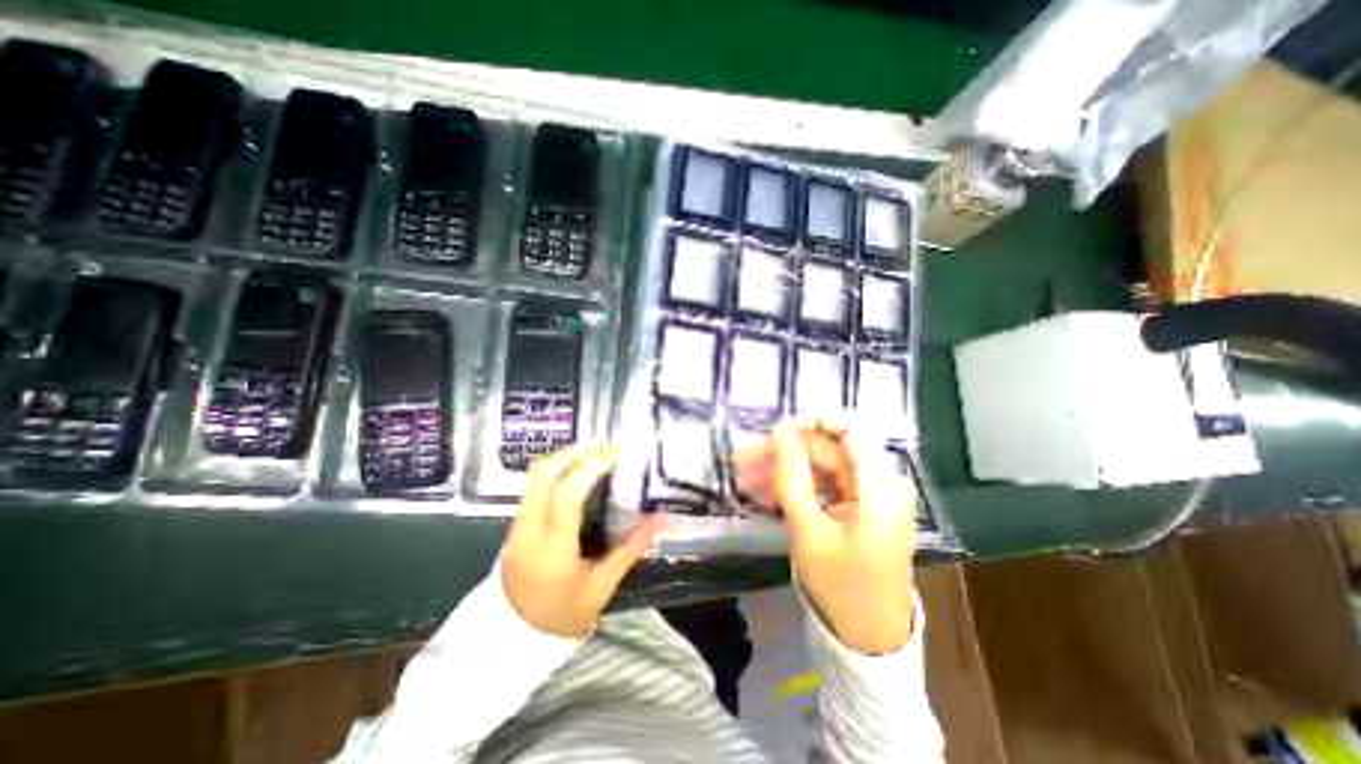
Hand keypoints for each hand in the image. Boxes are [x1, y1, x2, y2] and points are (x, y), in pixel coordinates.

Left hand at [504, 442, 666, 637]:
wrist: (512, 637)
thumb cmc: (562, 613)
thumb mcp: (602, 586)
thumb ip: (631, 549)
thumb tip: (661, 519)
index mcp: (553, 547)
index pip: (568, 492)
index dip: (593, 465)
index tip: (618, 451)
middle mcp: (529, 528)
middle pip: (544, 472)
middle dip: (576, 451)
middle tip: (605, 446)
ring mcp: (518, 523)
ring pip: (536, 475)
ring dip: (567, 457)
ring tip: (596, 453)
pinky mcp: (515, 523)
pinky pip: (535, 485)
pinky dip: (558, 470)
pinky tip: (578, 472)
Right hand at [741, 421, 918, 653]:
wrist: (869, 638)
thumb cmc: (840, 588)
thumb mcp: (809, 532)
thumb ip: (793, 478)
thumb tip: (781, 432)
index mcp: (880, 489)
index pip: (850, 429)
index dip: (812, 423)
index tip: (775, 433)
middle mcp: (880, 483)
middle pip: (829, 448)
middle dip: (785, 452)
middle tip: (744, 462)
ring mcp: (870, 494)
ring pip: (821, 465)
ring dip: (785, 469)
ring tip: (746, 480)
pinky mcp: (859, 505)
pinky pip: (825, 483)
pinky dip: (797, 485)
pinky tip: (767, 493)